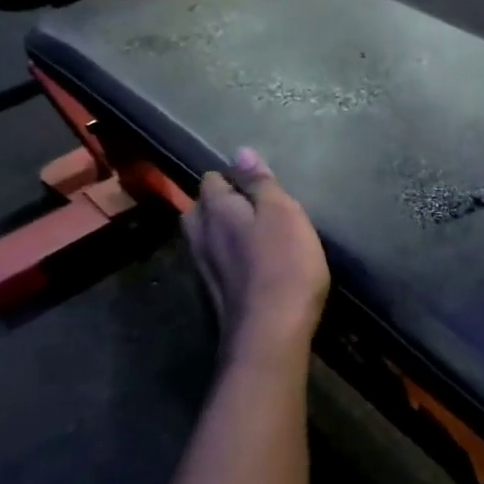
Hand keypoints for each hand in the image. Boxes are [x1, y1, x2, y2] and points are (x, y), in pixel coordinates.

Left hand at [183, 148, 329, 355]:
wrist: (270, 332)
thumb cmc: (284, 263)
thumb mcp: (283, 213)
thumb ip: (260, 183)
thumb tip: (240, 152)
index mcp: (215, 209)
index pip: (212, 179)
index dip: (234, 177)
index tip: (258, 185)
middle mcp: (200, 235)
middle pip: (201, 209)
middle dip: (220, 203)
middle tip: (254, 207)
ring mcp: (203, 268)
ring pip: (205, 237)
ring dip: (222, 231)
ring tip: (252, 233)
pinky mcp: (214, 294)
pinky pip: (216, 262)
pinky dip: (228, 257)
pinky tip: (250, 264)